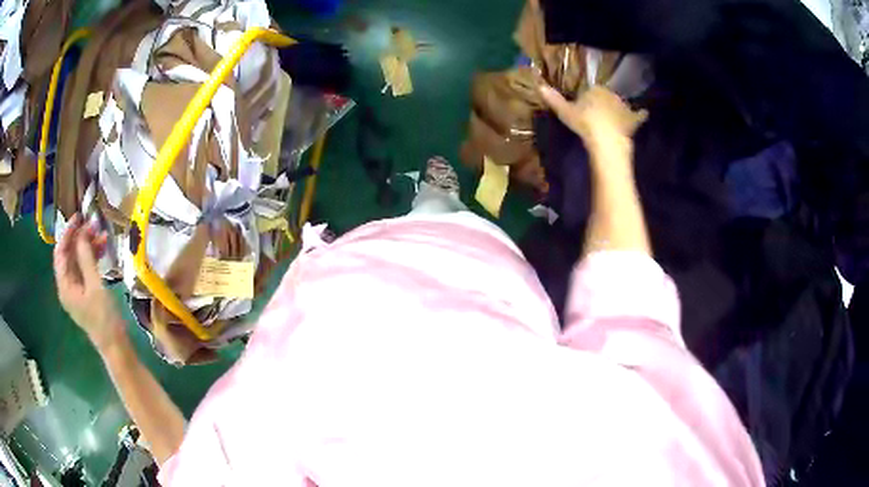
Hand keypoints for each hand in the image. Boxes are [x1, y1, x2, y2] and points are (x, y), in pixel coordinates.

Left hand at [53, 214, 124, 351]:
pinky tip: (103, 250)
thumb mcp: (95, 286)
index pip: (60, 252)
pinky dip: (92, 257)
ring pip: (78, 260)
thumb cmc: (103, 318)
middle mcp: (67, 285)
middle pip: (69, 255)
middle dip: (80, 238)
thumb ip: (86, 258)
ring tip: (103, 235)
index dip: (68, 233)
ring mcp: (76, 289)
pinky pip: (85, 268)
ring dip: (88, 246)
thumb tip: (82, 232)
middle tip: (94, 224)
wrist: (115, 346)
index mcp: (64, 285)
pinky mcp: (85, 292)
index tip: (80, 217)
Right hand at [539, 85, 646, 144]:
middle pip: (606, 96)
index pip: (591, 90)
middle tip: (597, 114)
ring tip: (615, 115)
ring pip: (620, 104)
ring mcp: (623, 107)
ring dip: (619, 108)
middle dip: (603, 102)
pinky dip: (641, 114)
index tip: (584, 107)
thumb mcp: (565, 112)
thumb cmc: (584, 123)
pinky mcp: (632, 120)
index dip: (587, 98)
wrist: (606, 140)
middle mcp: (611, 94)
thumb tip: (539, 86)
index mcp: (595, 89)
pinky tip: (644, 114)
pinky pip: (638, 116)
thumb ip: (554, 99)